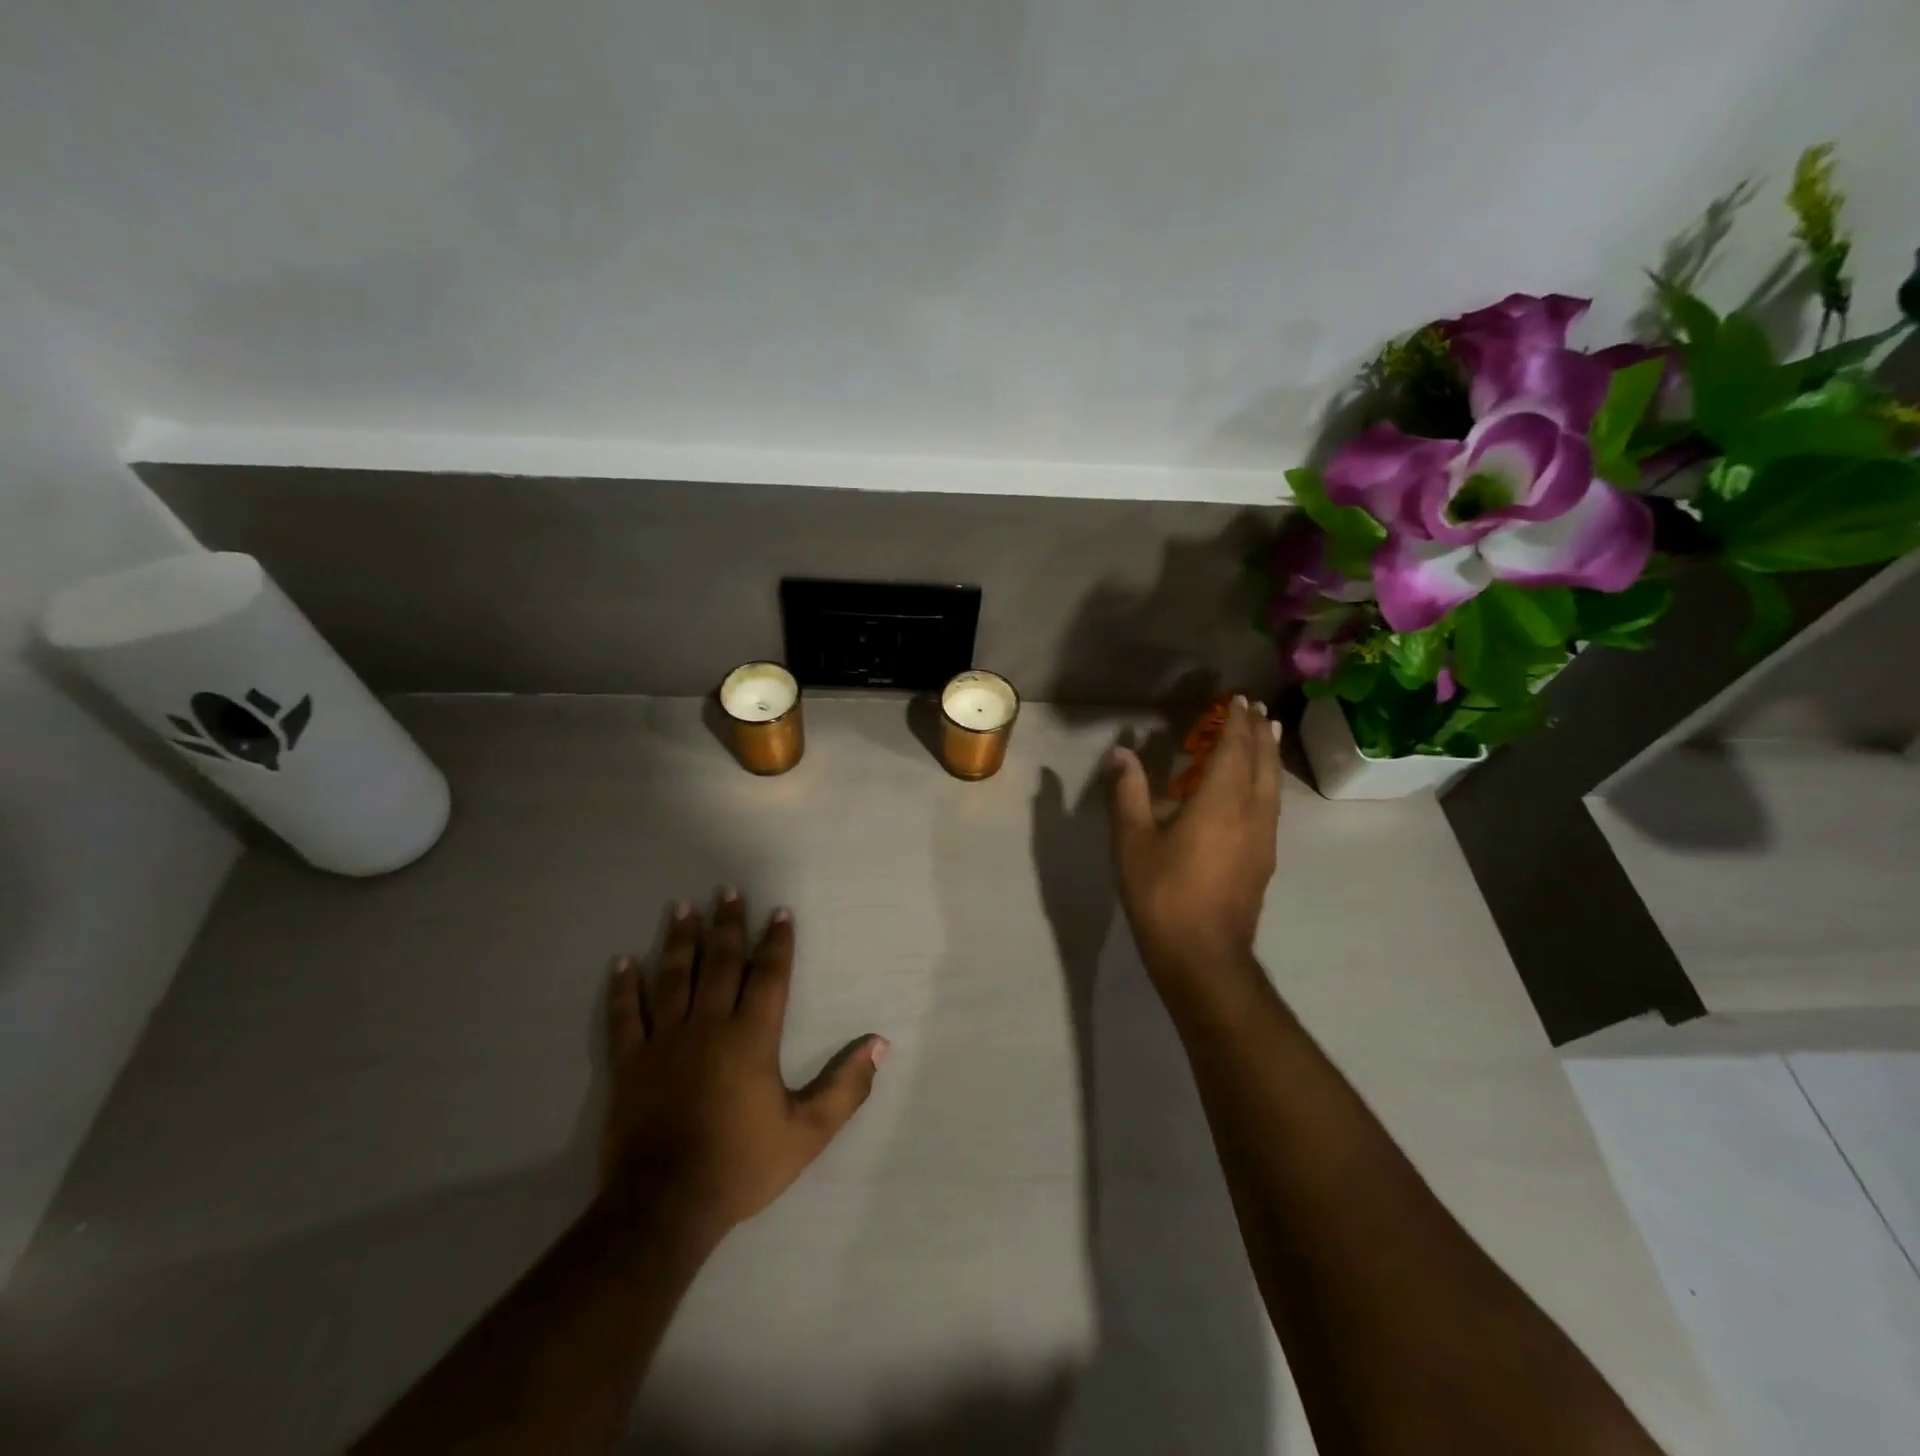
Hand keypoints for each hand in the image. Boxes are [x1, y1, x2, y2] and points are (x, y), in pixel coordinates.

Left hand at [601, 891, 886, 1241]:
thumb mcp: (807, 1132)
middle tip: (727, 891)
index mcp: (751, 1036)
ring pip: (674, 977)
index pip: (769, 975)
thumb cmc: (740, 1165)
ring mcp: (664, 1041)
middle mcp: (708, 1025)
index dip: (776, 941)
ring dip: (680, 940)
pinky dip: (624, 987)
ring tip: (682, 907)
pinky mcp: (630, 1063)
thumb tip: (879, 1044)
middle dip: (727, 924)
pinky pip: (626, 1015)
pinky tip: (623, 962)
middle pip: (721, 962)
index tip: (779, 912)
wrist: (664, 1206)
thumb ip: (846, 1087)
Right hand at [1108, 697, 1280, 987]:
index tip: (1237, 699)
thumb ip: (1129, 792)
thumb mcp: (1133, 841)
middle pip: (1262, 763)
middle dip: (1259, 732)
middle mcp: (1251, 813)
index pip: (1235, 750)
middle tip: (1255, 709)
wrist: (1203, 955)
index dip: (1236, 723)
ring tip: (1267, 735)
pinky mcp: (1265, 859)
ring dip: (1269, 755)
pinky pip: (1272, 806)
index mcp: (1219, 802)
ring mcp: (1264, 838)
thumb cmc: (1162, 894)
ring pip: (1273, 785)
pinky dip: (1268, 782)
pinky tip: (1259, 788)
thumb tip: (1121, 753)